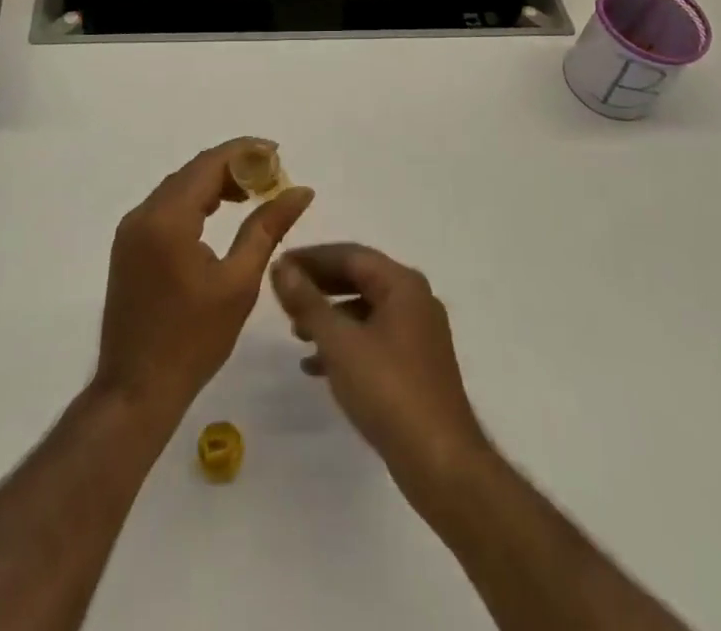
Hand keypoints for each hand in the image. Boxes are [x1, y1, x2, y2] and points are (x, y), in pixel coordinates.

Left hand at [95, 144, 314, 423]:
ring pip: (178, 187)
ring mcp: (130, 230)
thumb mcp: (239, 282)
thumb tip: (300, 190)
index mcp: (168, 218)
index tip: (278, 152)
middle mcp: (143, 213)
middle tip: (271, 176)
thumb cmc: (193, 340)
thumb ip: (267, 228)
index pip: (209, 164)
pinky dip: (194, 202)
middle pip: (192, 171)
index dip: (245, 152)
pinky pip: (165, 207)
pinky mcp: (128, 246)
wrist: (136, 391)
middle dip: (232, 166)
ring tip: (251, 193)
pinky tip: (218, 215)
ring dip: (213, 183)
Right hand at [270, 243, 490, 493]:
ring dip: (329, 317)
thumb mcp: (340, 343)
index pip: (350, 255)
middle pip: (359, 279)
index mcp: (403, 284)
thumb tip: (281, 267)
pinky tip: (316, 366)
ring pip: (365, 310)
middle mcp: (414, 300)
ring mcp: (418, 334)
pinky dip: (345, 344)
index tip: (279, 265)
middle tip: (284, 295)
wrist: (442, 464)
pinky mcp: (416, 365)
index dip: (311, 258)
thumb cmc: (389, 391)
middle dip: (320, 287)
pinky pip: (374, 338)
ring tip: (296, 333)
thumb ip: (307, 302)